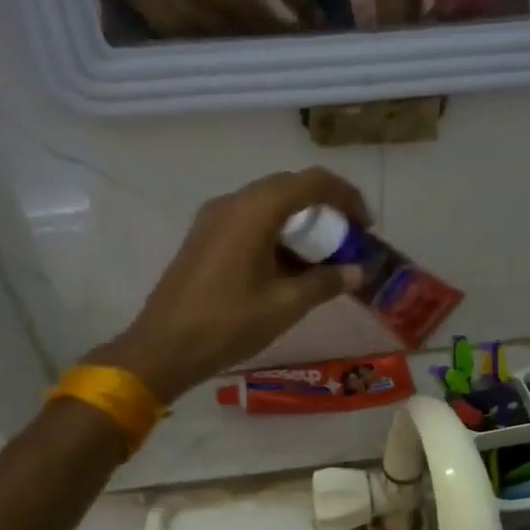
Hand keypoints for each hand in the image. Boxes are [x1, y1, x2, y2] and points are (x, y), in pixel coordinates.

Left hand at [92, 169, 368, 401]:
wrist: (164, 347)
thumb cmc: (229, 323)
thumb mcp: (286, 305)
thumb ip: (326, 282)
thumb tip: (358, 271)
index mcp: (255, 210)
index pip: (312, 182)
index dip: (347, 197)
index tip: (365, 227)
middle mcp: (233, 202)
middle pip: (290, 188)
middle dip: (325, 210)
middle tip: (346, 242)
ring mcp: (214, 218)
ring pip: (269, 205)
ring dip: (300, 223)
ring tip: (322, 258)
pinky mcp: (204, 236)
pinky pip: (249, 221)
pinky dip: (276, 233)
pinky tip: (288, 267)